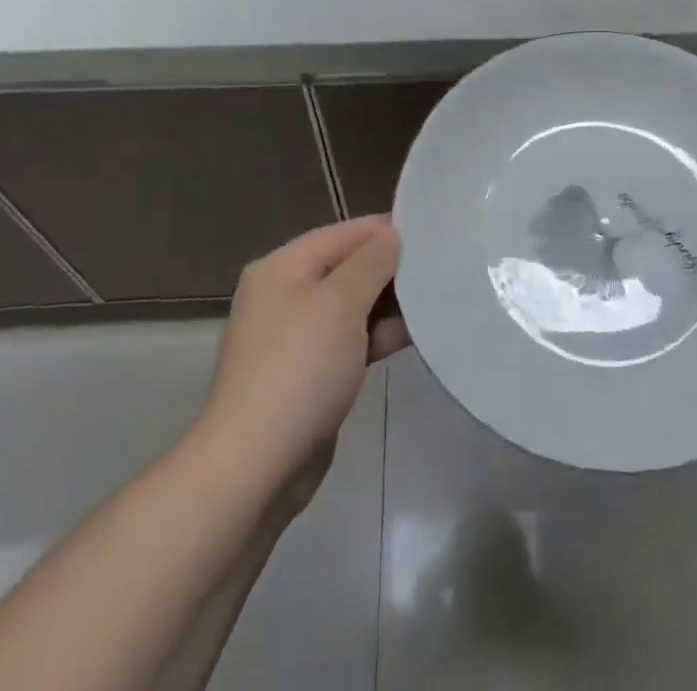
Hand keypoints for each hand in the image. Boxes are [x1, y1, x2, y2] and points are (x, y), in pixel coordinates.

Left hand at [196, 217, 408, 518]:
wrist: (256, 467)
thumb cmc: (299, 369)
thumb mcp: (340, 303)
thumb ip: (371, 262)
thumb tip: (392, 235)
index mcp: (283, 267)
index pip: (343, 233)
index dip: (386, 230)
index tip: (432, 233)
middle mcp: (285, 294)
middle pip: (347, 267)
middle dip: (390, 269)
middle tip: (441, 267)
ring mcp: (295, 337)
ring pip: (351, 306)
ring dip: (388, 305)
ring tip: (437, 300)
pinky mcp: (308, 373)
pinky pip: (349, 340)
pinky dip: (377, 336)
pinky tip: (414, 336)